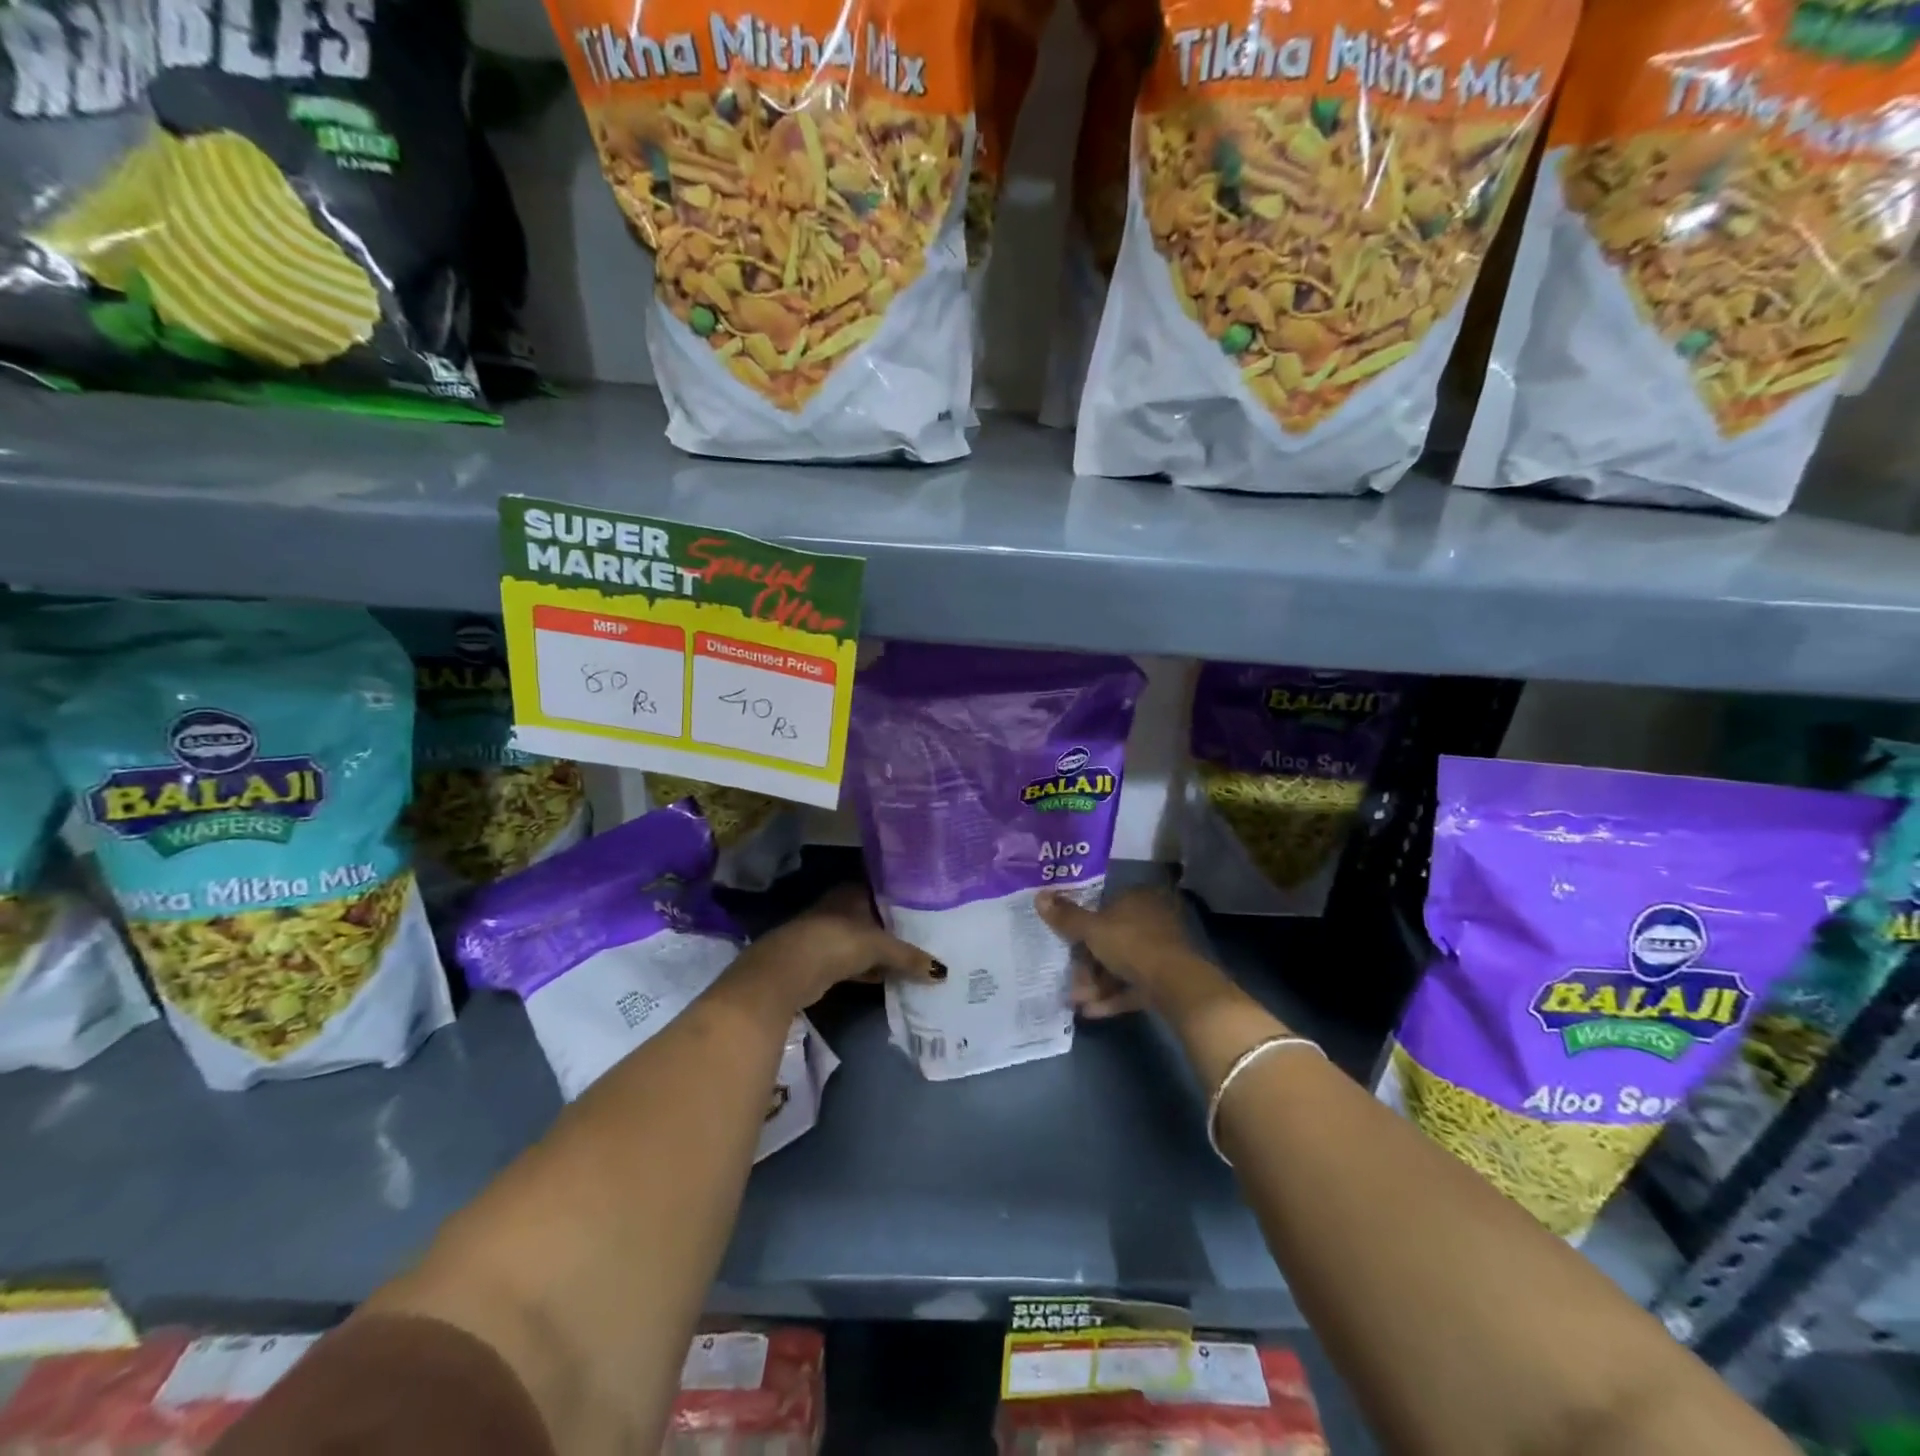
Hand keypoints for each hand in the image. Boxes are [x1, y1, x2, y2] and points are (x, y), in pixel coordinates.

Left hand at [722, 883, 944, 1018]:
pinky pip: (856, 962)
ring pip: (866, 940)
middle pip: (876, 916)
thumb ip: (909, 956)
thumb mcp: (878, 946)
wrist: (786, 972)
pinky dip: (871, 970)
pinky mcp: (824, 961)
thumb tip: (942, 971)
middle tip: (931, 933)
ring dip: (884, 951)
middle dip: (898, 926)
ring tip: (918, 957)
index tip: (931, 904)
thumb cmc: (835, 942)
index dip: (905, 896)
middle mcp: (841, 907)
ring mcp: (830, 934)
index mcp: (853, 891)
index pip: (885, 887)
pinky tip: (890, 979)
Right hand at [1035, 885, 1229, 1018]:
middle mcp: (1150, 921)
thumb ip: (1066, 916)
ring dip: (1096, 984)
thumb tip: (1039, 896)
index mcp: (1137, 900)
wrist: (1176, 984)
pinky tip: (1090, 1012)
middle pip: (1110, 940)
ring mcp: (1159, 952)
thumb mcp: (1092, 930)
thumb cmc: (1131, 945)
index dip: (1082, 927)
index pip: (1104, 908)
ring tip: (1077, 1002)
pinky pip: (1131, 986)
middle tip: (1069, 980)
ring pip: (1120, 966)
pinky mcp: (1164, 980)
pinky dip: (1112, 997)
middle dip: (1086, 964)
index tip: (1065, 945)